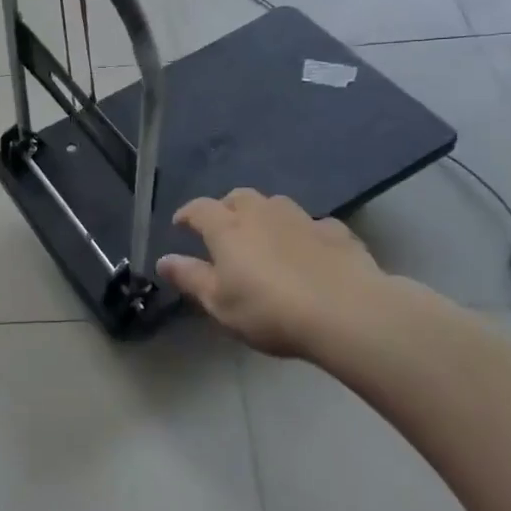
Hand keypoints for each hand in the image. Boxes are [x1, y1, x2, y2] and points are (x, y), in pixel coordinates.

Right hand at [158, 189, 400, 359]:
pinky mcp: (337, 233)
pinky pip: (313, 224)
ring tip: (265, 236)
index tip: (180, 225)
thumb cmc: (269, 309)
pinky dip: (304, 232)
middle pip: (239, 197)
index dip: (187, 214)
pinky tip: (309, 250)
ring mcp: (302, 219)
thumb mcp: (219, 303)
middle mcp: (262, 214)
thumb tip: (163, 260)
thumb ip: (190, 278)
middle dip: (226, 208)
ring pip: (276, 205)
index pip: (199, 209)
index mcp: (228, 228)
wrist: (347, 312)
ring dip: (265, 215)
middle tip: (224, 229)